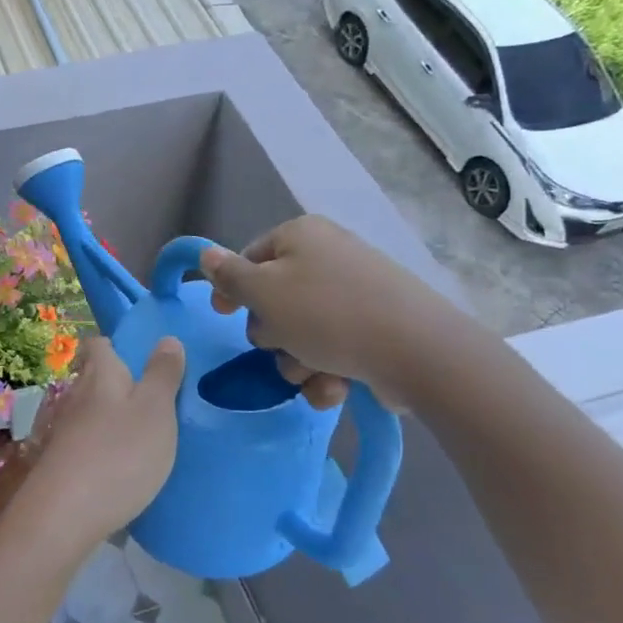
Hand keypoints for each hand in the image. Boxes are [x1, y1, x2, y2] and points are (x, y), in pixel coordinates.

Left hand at [25, 335, 184, 552]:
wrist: (64, 514)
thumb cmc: (119, 453)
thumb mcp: (155, 410)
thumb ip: (163, 374)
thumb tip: (166, 338)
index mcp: (100, 373)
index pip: (99, 343)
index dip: (118, 345)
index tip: (144, 357)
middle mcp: (76, 394)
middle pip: (95, 376)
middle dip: (119, 382)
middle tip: (155, 397)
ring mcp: (64, 428)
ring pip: (90, 410)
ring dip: (112, 416)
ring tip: (144, 432)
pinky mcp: (61, 460)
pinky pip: (86, 441)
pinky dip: (103, 445)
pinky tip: (122, 464)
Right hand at [199, 215, 465, 411]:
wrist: (417, 352)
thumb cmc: (326, 314)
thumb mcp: (263, 293)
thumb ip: (229, 275)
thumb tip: (206, 255)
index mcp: (301, 236)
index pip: (251, 257)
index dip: (233, 288)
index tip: (222, 315)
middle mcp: (330, 256)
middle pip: (276, 300)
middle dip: (274, 335)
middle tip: (282, 347)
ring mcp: (357, 293)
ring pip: (303, 332)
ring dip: (299, 361)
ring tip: (315, 374)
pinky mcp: (378, 328)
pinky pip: (335, 349)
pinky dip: (329, 372)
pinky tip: (337, 387)